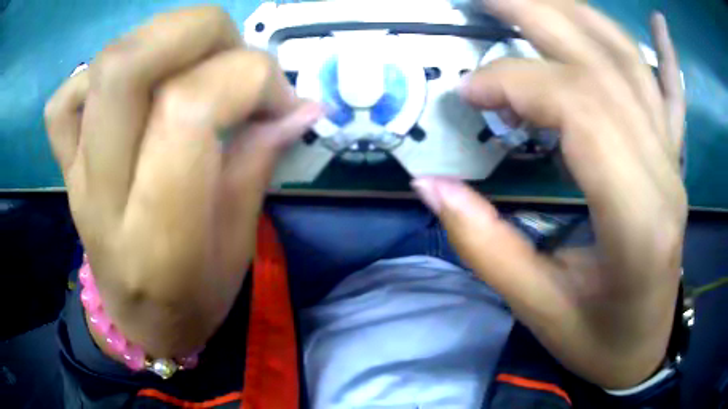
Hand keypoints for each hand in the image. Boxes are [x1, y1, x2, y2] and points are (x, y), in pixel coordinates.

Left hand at [44, 7, 320, 356]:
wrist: (135, 320)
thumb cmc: (193, 298)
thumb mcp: (239, 243)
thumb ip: (261, 160)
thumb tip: (302, 104)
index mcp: (158, 237)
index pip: (189, 107)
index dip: (250, 77)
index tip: (283, 100)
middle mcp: (103, 195)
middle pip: (128, 65)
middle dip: (199, 32)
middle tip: (233, 56)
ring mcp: (75, 174)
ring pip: (103, 64)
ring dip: (163, 38)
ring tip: (193, 64)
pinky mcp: (64, 164)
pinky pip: (66, 96)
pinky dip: (101, 72)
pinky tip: (130, 91)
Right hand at [413, 2, 685, 388]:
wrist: (642, 350)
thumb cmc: (597, 341)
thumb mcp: (538, 310)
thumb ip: (485, 247)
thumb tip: (430, 184)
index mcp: (637, 222)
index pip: (581, 111)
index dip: (518, 83)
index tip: (470, 91)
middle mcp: (665, 176)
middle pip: (605, 68)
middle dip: (539, 17)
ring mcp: (674, 163)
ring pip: (634, 67)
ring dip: (581, 16)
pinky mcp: (675, 163)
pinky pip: (674, 96)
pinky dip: (667, 53)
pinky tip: (659, 22)